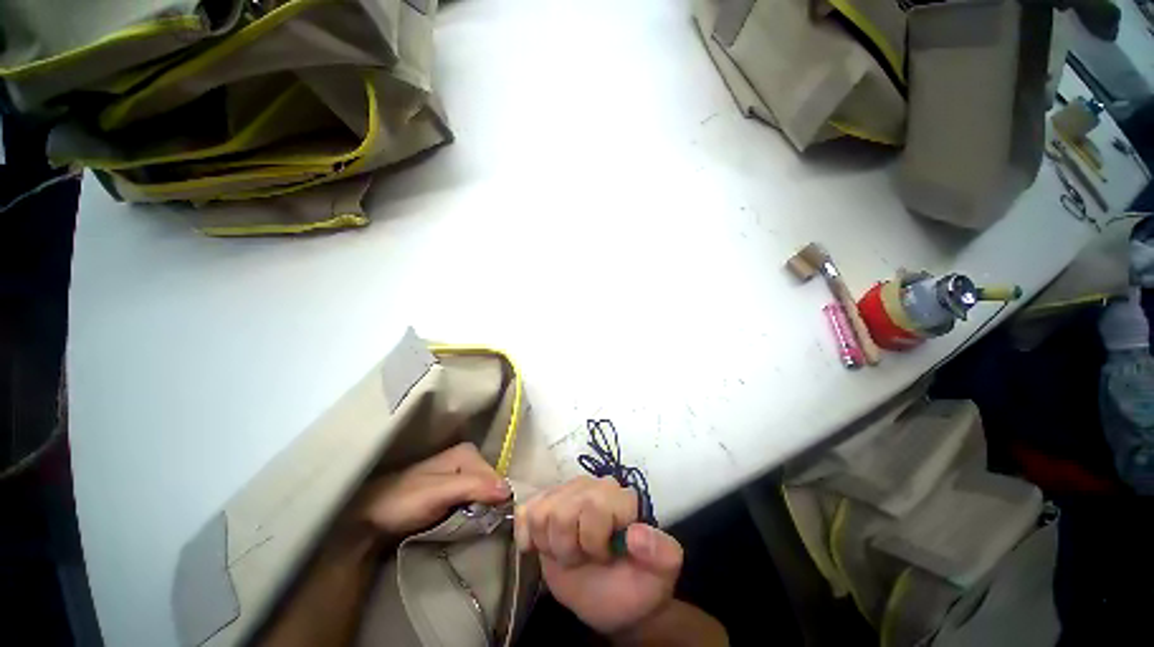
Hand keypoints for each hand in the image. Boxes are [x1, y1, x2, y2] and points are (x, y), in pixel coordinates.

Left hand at [346, 443, 510, 541]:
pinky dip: (474, 514)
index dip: (495, 500)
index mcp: (468, 453)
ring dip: (482, 512)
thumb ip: (473, 487)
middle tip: (476, 526)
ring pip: (485, 495)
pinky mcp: (455, 491)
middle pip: (492, 486)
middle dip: (488, 506)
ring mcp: (462, 475)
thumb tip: (508, 490)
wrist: (369, 515)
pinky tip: (466, 524)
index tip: (488, 522)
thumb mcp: (439, 493)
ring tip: (471, 528)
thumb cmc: (402, 501)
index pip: (496, 478)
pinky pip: (475, 501)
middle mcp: (469, 459)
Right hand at [515, 477, 682, 635]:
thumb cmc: (635, 584)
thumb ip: (661, 553)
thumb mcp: (659, 576)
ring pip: (542, 511)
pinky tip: (538, 547)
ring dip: (550, 544)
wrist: (610, 597)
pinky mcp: (545, 502)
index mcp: (621, 498)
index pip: (595, 507)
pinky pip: (525, 510)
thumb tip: (635, 534)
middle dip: (569, 547)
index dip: (595, 542)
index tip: (606, 557)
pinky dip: (526, 534)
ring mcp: (567, 491)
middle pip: (563, 510)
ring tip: (567, 553)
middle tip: (583, 558)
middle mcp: (593, 486)